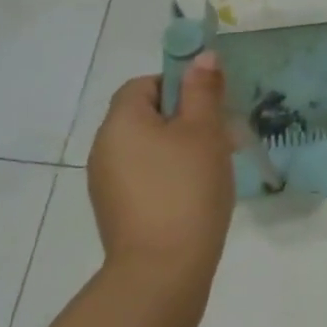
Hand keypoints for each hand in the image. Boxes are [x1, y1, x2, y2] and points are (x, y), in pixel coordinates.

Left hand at [87, 55, 235, 288]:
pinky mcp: (118, 210)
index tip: (210, 104)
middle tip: (222, 134)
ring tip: (215, 165)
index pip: (143, 85)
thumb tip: (202, 56)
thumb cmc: (187, 188)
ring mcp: (107, 183)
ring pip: (148, 147)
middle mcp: (104, 148)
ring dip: (180, 147)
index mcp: (121, 122)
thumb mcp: (204, 132)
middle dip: (185, 118)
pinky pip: (146, 176)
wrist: (163, 269)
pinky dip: (170, 174)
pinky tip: (196, 193)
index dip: (178, 85)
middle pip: (145, 116)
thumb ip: (203, 91)